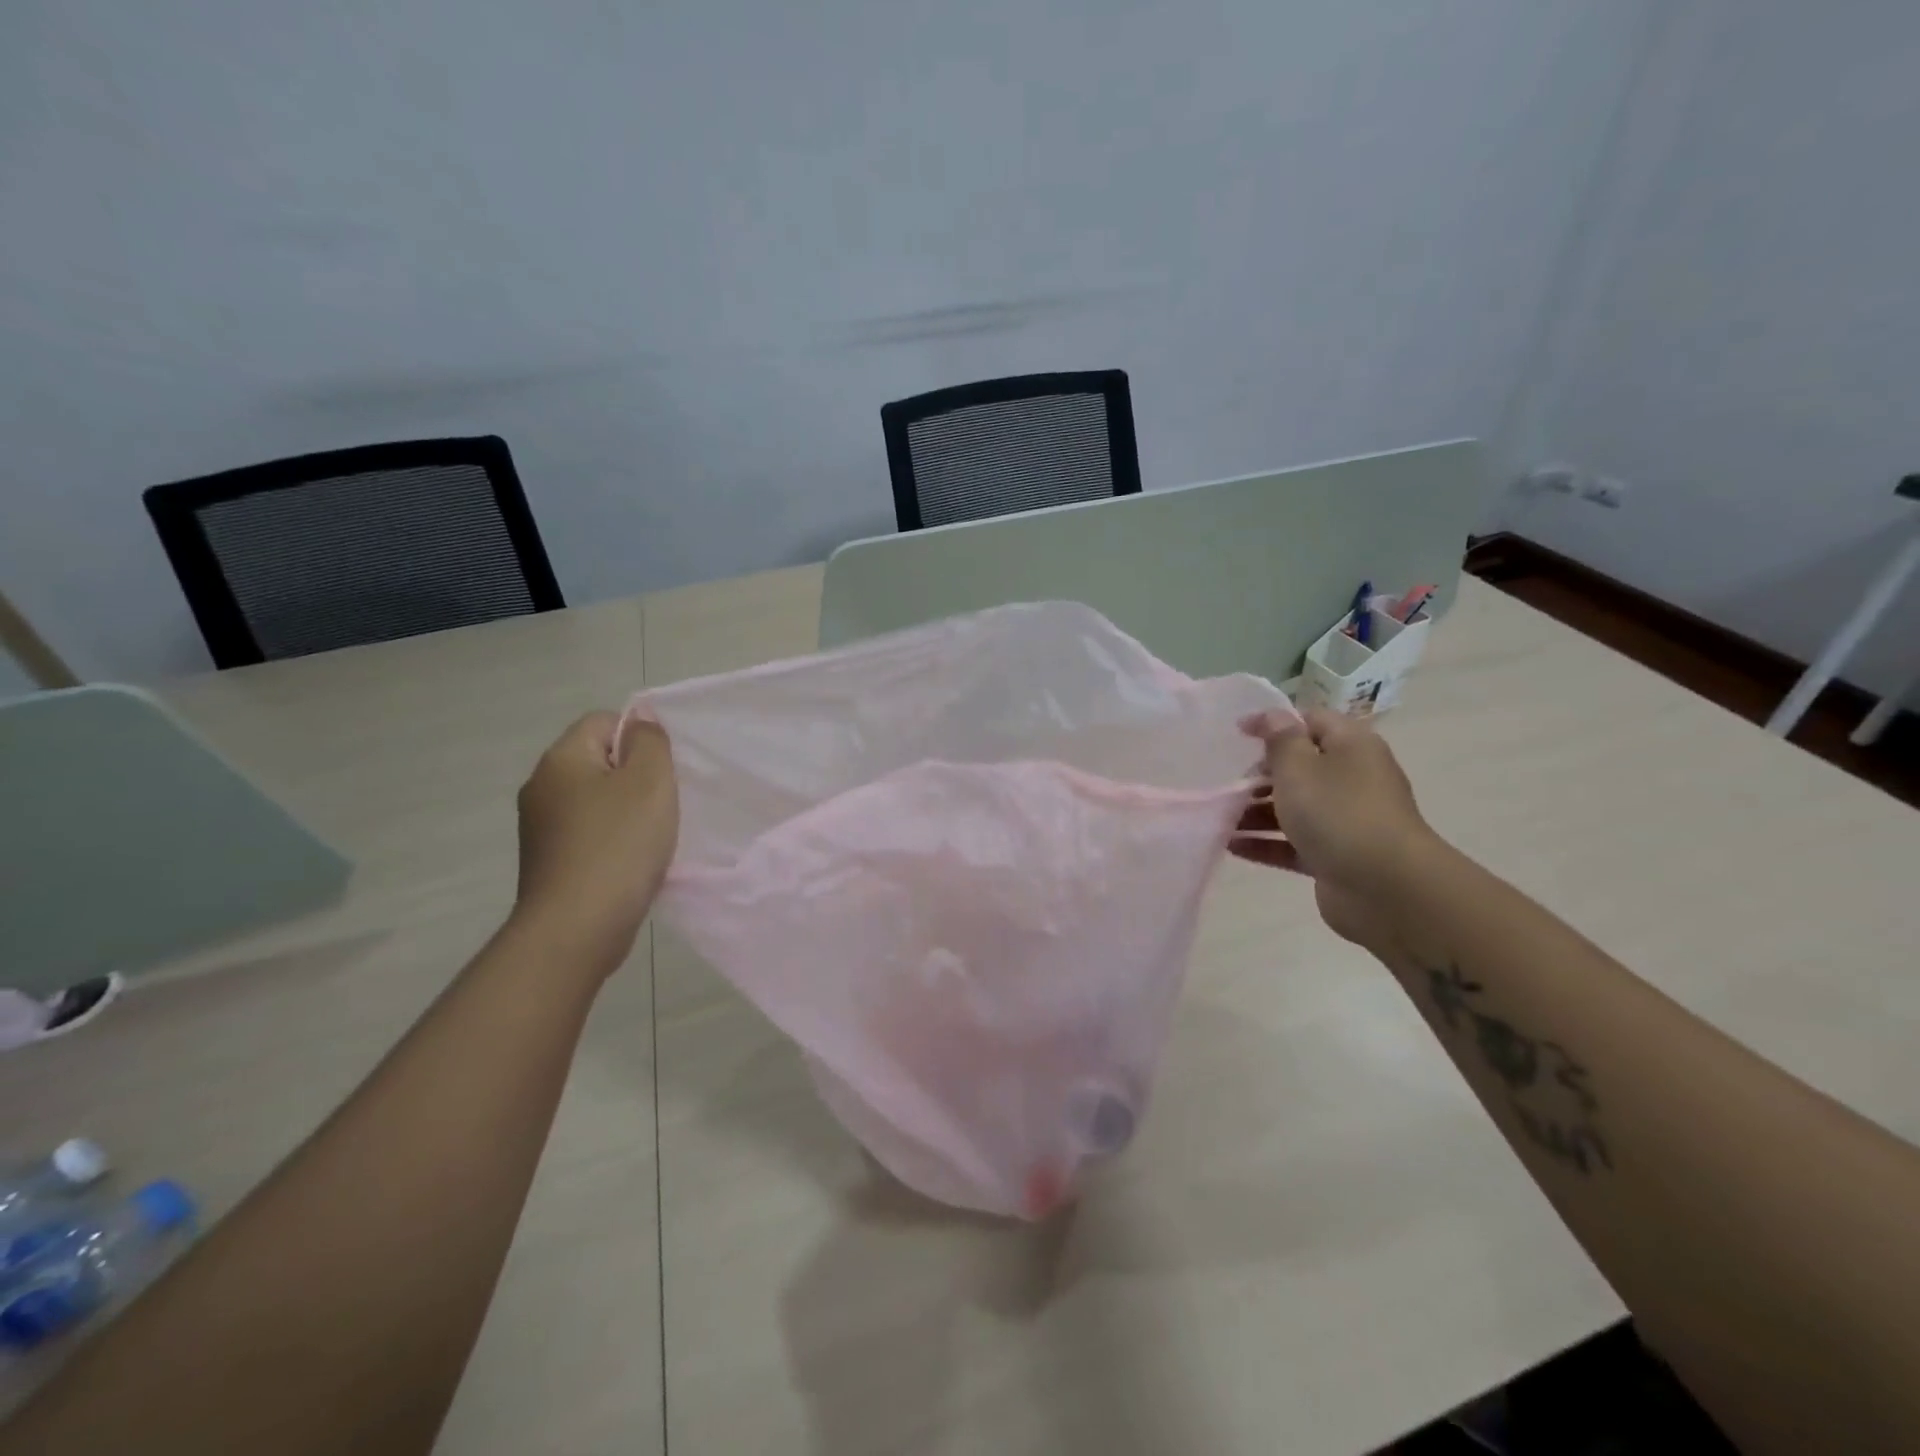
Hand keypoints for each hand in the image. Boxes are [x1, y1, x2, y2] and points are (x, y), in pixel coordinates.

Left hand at [510, 710, 679, 974]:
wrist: (576, 929)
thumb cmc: (619, 845)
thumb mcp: (650, 780)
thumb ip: (649, 742)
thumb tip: (639, 726)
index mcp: (560, 760)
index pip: (603, 721)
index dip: (639, 737)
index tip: (665, 771)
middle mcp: (541, 787)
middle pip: (599, 761)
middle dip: (637, 777)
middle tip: (665, 802)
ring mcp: (541, 828)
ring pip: (597, 800)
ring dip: (628, 812)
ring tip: (653, 836)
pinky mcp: (549, 862)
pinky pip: (590, 834)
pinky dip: (615, 841)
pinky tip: (633, 862)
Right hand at [1232, 707, 1439, 952]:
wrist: (1385, 887)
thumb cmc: (1338, 812)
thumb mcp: (1299, 766)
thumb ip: (1280, 739)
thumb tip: (1272, 715)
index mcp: (1351, 747)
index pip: (1310, 721)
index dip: (1273, 723)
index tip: (1237, 733)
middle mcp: (1352, 778)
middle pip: (1301, 767)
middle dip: (1261, 774)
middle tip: (1228, 782)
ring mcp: (1346, 820)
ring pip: (1295, 808)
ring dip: (1256, 812)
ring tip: (1220, 817)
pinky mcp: (1336, 856)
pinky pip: (1294, 843)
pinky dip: (1265, 843)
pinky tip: (1231, 846)